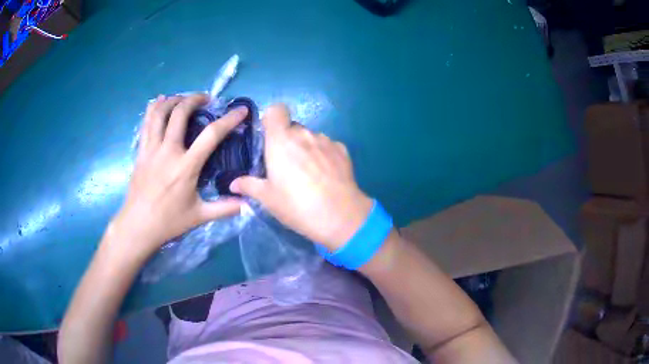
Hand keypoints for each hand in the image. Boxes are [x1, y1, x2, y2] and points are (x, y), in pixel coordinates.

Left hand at [110, 94, 246, 259]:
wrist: (138, 226)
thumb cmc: (169, 222)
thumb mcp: (200, 216)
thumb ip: (225, 208)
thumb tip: (249, 204)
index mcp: (186, 166)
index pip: (211, 135)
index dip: (229, 119)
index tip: (241, 110)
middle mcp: (168, 151)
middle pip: (180, 113)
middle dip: (195, 99)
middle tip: (205, 99)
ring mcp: (151, 149)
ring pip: (159, 113)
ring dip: (173, 100)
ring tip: (183, 99)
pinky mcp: (140, 152)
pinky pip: (146, 123)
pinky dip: (154, 108)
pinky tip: (160, 103)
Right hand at [230, 104, 372, 250]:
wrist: (339, 216)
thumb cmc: (297, 205)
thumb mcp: (268, 198)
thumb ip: (249, 186)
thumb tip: (233, 184)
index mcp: (281, 140)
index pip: (276, 110)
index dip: (271, 119)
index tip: (269, 137)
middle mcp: (304, 134)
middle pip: (292, 127)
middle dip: (287, 140)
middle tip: (286, 165)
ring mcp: (326, 140)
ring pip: (310, 137)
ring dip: (306, 148)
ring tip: (308, 173)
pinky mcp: (342, 150)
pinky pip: (327, 146)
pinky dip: (323, 155)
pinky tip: (325, 176)